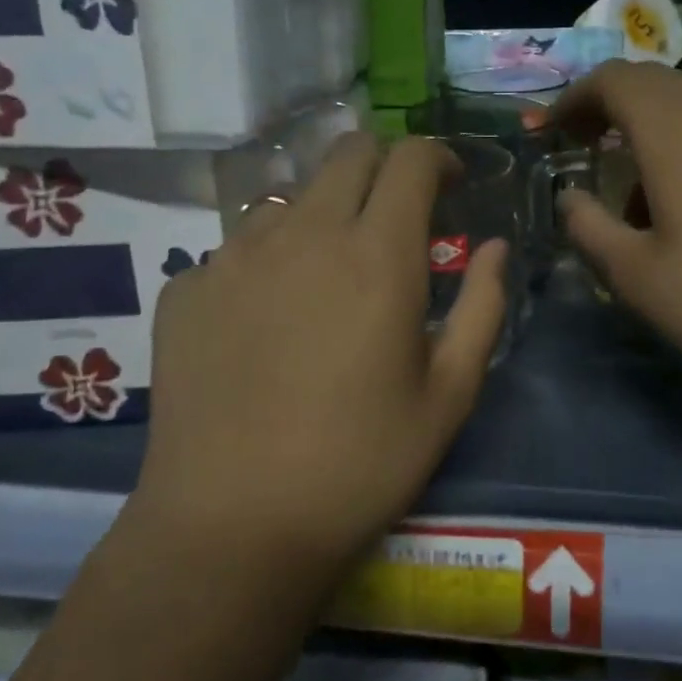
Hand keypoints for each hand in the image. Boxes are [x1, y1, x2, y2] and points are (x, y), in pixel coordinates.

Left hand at [135, 133, 507, 575]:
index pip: (409, 159)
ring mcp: (233, 257)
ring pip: (288, 198)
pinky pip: (235, 249)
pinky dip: (266, 262)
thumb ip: (483, 307)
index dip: (437, 157)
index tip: (451, 184)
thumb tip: (496, 248)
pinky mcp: (185, 289)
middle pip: (346, 153)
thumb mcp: (449, 394)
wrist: (232, 527)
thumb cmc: (360, 464)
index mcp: (377, 254)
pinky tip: (265, 321)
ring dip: (322, 214)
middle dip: (383, 166)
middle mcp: (303, 234)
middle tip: (397, 214)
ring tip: (327, 274)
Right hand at [543, 61, 681, 426]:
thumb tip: (570, 197)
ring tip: (631, 189)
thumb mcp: (637, 277)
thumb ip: (589, 228)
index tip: (550, 132)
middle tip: (581, 148)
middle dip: (608, 107)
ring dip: (648, 128)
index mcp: (677, 130)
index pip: (614, 79)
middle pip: (653, 83)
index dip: (573, 98)